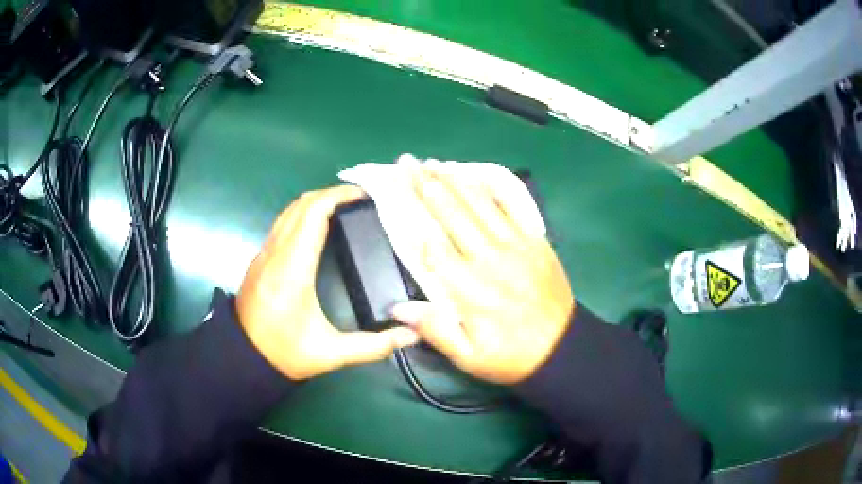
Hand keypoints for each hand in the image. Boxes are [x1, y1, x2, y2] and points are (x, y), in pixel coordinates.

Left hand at [237, 185, 419, 380]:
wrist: (242, 358)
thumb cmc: (284, 354)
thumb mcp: (331, 354)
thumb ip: (373, 346)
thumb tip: (411, 336)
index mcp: (292, 271)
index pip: (312, 214)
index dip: (337, 196)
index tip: (363, 194)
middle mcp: (274, 254)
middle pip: (300, 205)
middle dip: (331, 193)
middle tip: (360, 200)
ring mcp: (263, 254)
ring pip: (288, 211)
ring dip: (315, 202)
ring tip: (343, 208)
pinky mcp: (259, 259)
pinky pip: (282, 223)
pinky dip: (303, 214)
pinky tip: (319, 227)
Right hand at [391, 169, 574, 383]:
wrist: (562, 348)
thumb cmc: (511, 356)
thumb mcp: (469, 357)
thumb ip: (435, 330)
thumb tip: (397, 307)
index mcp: (471, 290)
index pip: (436, 247)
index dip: (415, 219)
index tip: (399, 194)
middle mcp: (491, 260)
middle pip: (454, 215)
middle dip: (428, 186)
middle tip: (409, 163)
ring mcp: (517, 246)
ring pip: (481, 205)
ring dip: (456, 181)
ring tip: (435, 163)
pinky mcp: (535, 242)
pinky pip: (511, 208)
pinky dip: (491, 190)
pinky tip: (476, 177)